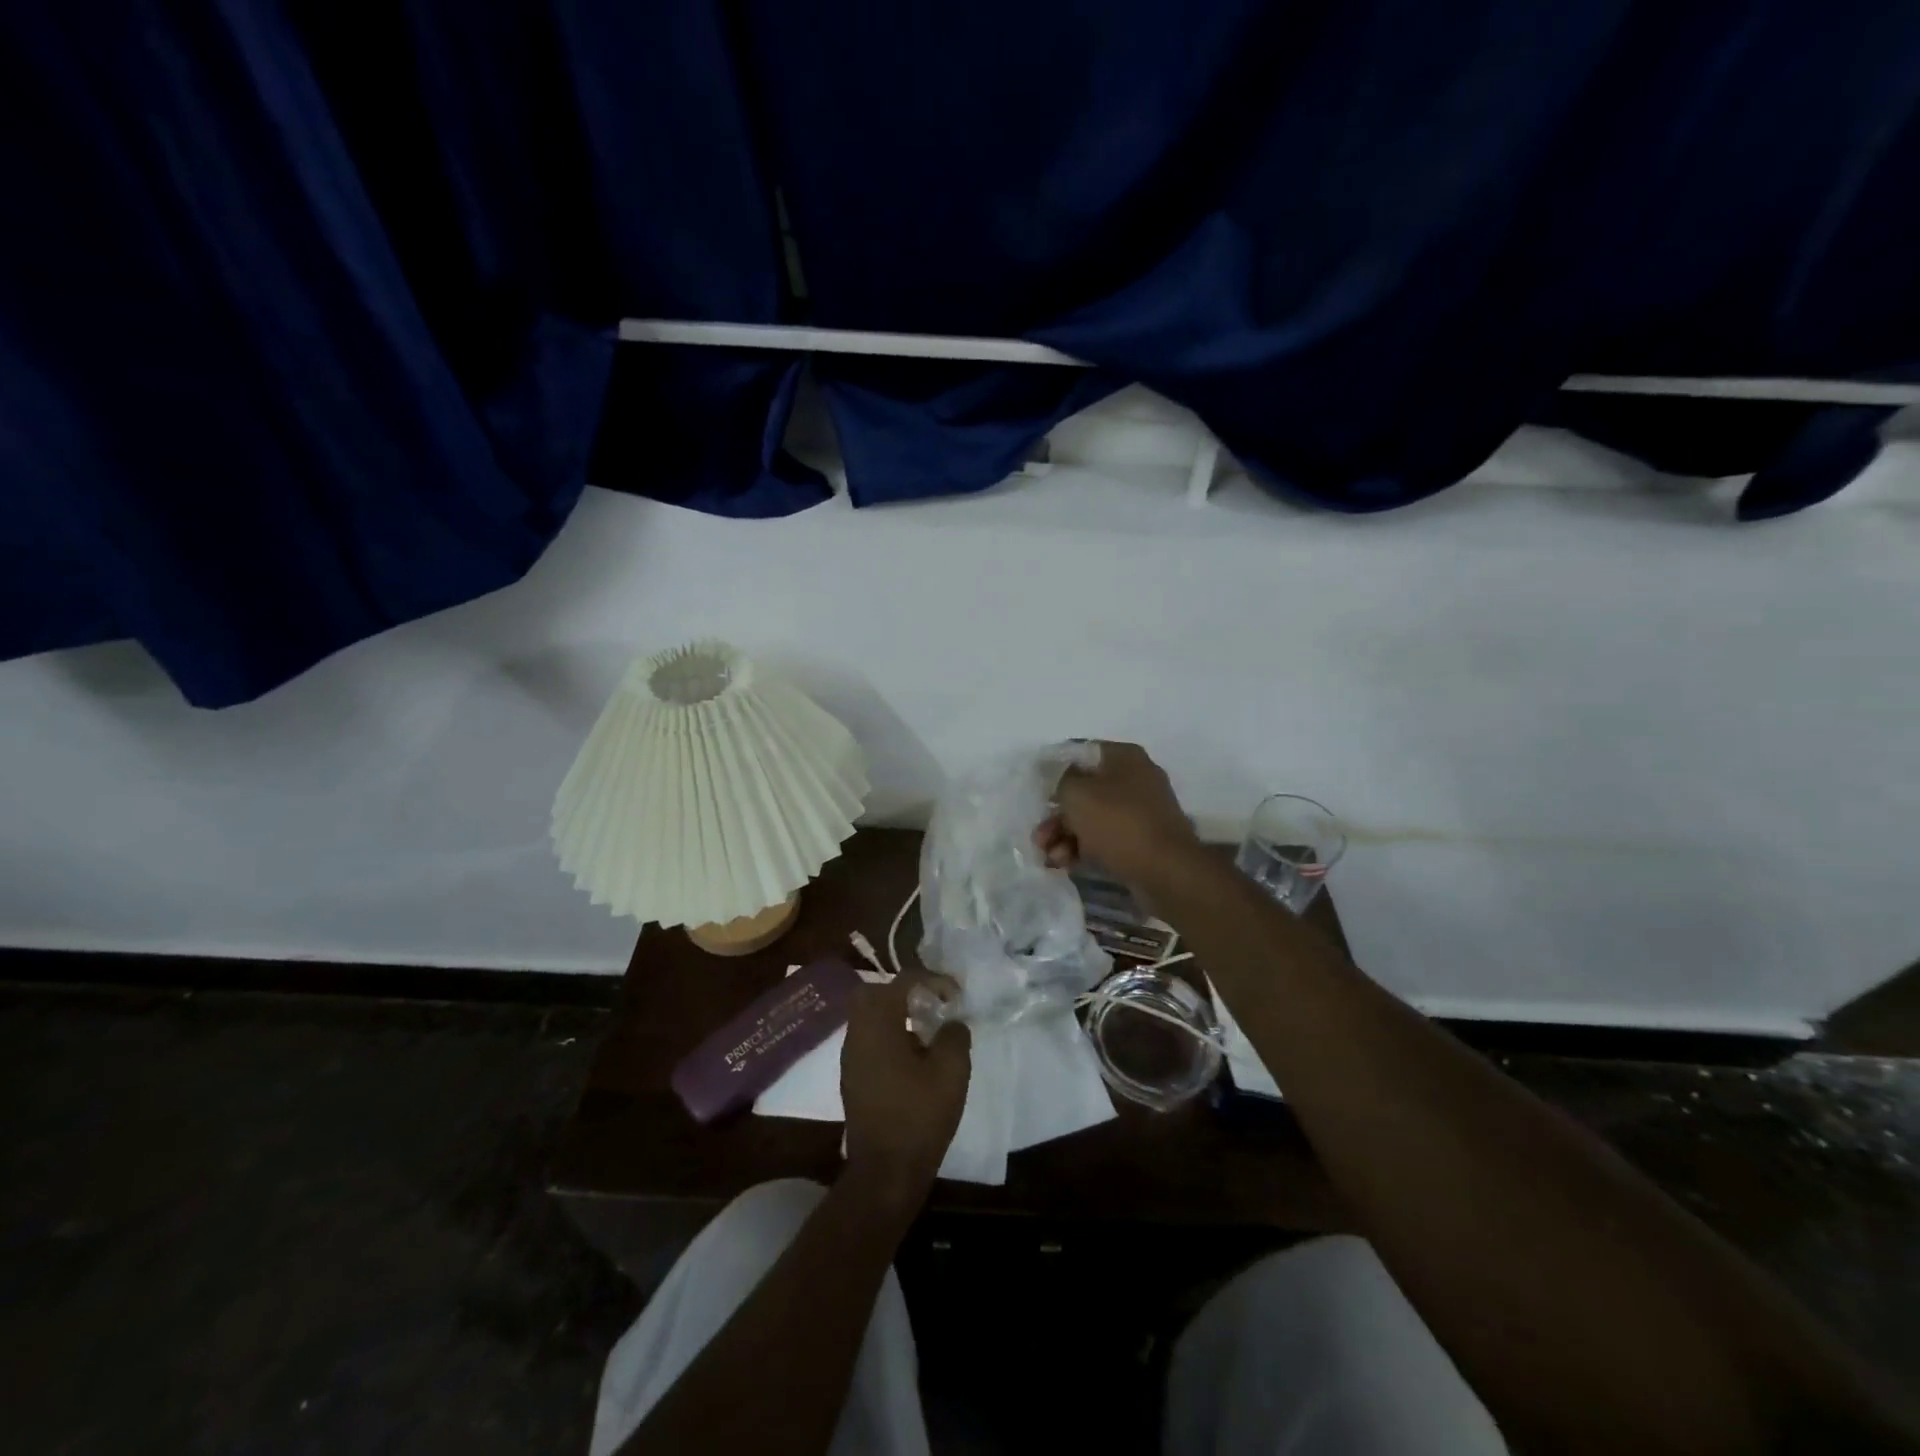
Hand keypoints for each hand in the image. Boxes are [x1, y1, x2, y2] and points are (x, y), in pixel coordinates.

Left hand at [840, 976, 970, 1203]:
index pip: (903, 981)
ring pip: (869, 1018)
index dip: (932, 980)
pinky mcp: (852, 1078)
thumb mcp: (951, 1071)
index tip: (955, 996)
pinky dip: (888, 1037)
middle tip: (931, 1005)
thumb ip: (954, 1036)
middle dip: (904, 992)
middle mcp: (857, 1033)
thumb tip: (951, 1023)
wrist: (885, 1173)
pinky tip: (912, 1059)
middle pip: (875, 993)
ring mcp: (850, 1057)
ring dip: (895, 1015)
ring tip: (926, 1032)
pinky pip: (868, 1040)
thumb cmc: (918, 1116)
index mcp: (877, 1023)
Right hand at [1036, 741, 1200, 888]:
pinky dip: (1082, 848)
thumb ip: (1059, 779)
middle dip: (1056, 815)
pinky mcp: (1140, 841)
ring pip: (1091, 818)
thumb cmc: (1119, 823)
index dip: (1054, 769)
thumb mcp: (1078, 794)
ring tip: (1048, 855)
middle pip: (1084, 790)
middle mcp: (1135, 779)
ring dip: (1064, 835)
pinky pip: (1104, 839)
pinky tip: (1063, 863)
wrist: (1166, 871)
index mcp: (1124, 758)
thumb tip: (1055, 776)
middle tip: (1038, 835)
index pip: (1081, 753)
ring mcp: (1140, 812)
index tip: (1035, 789)